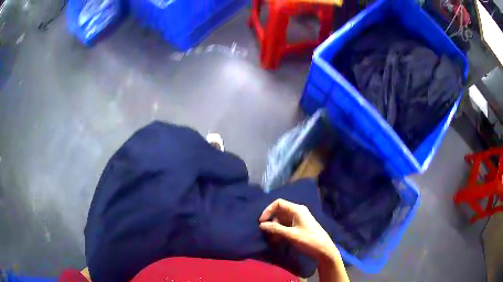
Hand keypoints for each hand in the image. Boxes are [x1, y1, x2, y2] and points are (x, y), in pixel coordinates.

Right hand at [259, 199, 339, 261]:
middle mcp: (298, 212)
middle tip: (265, 232)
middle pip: (280, 211)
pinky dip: (280, 231)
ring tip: (271, 238)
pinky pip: (287, 225)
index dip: (268, 210)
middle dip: (271, 221)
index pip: (278, 203)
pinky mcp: (300, 227)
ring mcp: (299, 219)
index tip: (261, 222)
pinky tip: (277, 240)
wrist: (324, 250)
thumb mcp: (291, 235)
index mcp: (297, 210)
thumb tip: (261, 225)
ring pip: (282, 219)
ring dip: (275, 227)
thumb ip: (276, 229)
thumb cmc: (309, 240)